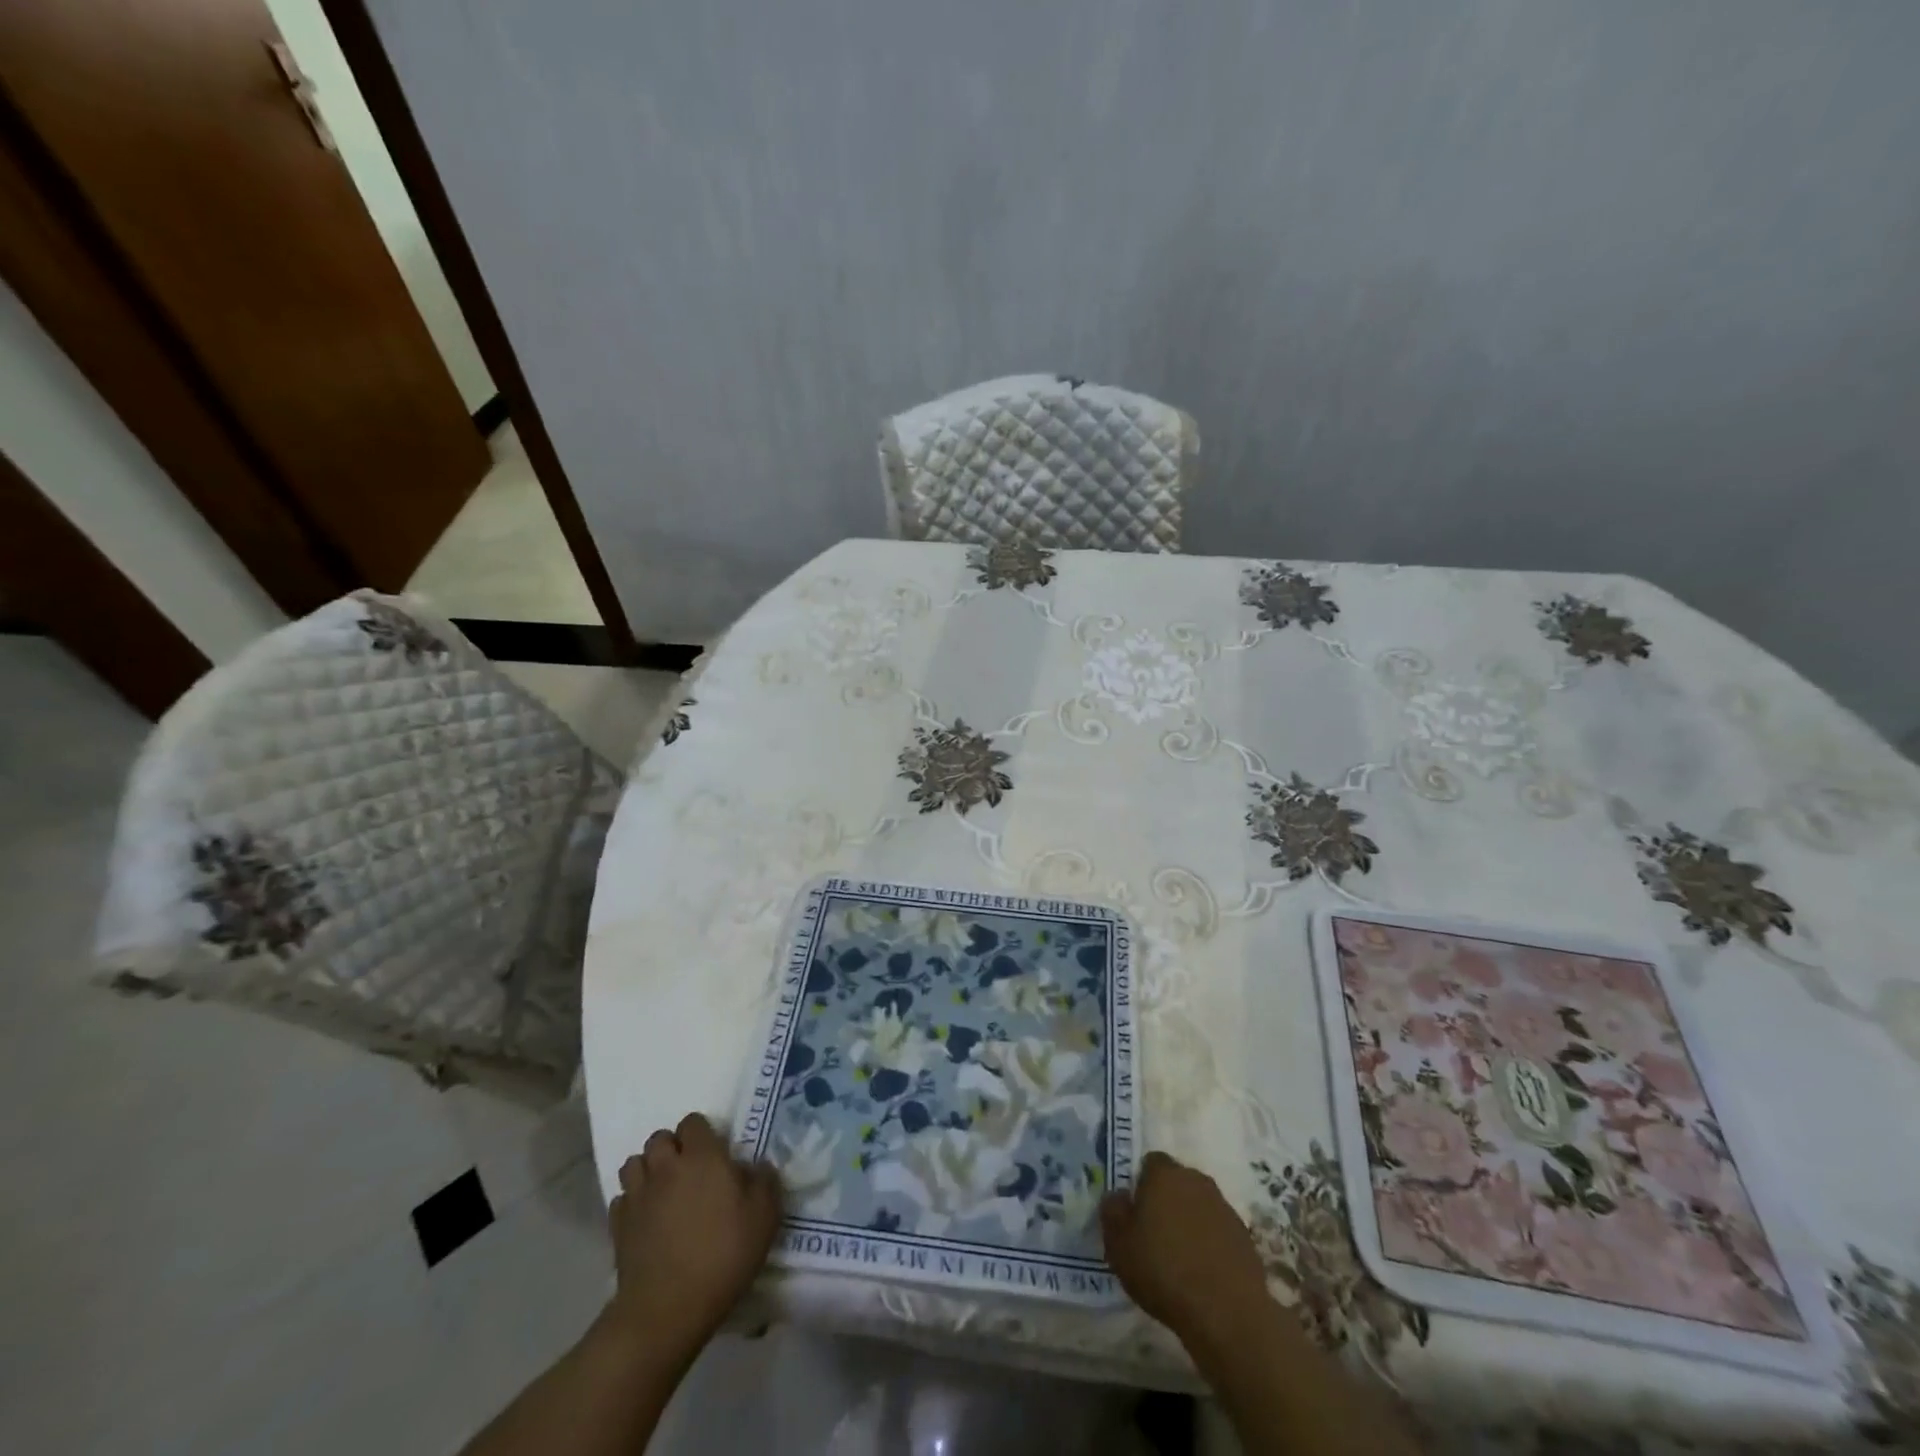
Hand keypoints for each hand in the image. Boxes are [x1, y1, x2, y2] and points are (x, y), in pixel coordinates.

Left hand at [604, 1112, 782, 1364]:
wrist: (668, 1309)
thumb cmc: (723, 1255)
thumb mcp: (765, 1216)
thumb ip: (764, 1180)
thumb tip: (756, 1166)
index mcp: (702, 1157)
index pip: (693, 1122)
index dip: (703, 1133)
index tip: (715, 1153)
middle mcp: (666, 1167)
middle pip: (659, 1138)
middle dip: (672, 1147)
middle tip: (689, 1170)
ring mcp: (638, 1195)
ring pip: (634, 1163)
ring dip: (648, 1170)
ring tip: (664, 1190)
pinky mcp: (618, 1225)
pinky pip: (622, 1198)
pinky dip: (632, 1201)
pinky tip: (646, 1218)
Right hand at [1100, 1150, 1273, 1351]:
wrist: (1227, 1312)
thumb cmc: (1163, 1270)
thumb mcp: (1119, 1244)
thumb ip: (1113, 1212)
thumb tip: (1118, 1197)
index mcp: (1165, 1174)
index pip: (1150, 1163)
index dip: (1141, 1185)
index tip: (1135, 1214)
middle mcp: (1196, 1181)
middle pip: (1177, 1182)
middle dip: (1167, 1201)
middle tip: (1155, 1234)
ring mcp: (1225, 1208)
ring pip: (1200, 1206)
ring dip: (1190, 1222)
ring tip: (1180, 1259)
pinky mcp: (1245, 1238)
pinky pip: (1219, 1232)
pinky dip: (1210, 1245)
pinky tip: (1203, 1274)